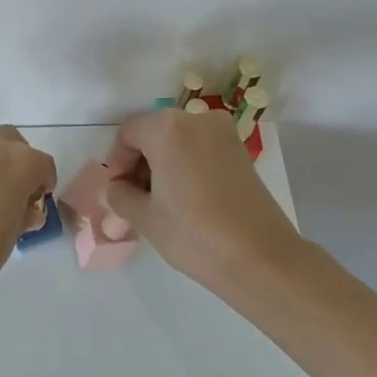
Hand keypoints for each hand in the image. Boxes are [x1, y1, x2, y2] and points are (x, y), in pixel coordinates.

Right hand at [102, 108, 304, 291]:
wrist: (261, 257)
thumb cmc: (194, 234)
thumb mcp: (145, 217)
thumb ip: (120, 196)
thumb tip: (115, 188)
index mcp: (167, 128)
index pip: (127, 134)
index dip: (116, 163)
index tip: (117, 192)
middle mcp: (196, 119)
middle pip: (154, 133)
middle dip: (140, 163)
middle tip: (134, 198)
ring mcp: (223, 133)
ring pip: (178, 141)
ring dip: (163, 164)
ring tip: (160, 202)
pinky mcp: (240, 150)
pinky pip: (200, 149)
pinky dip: (186, 166)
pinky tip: (185, 199)